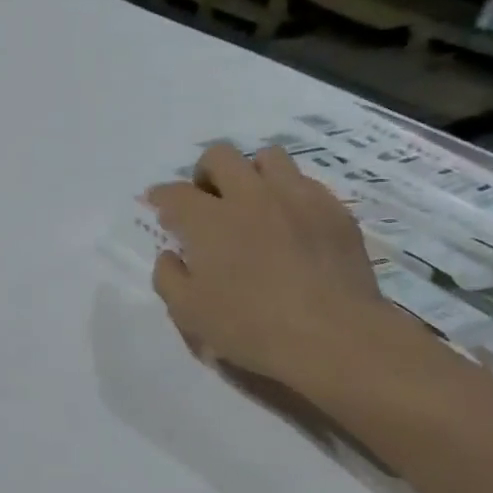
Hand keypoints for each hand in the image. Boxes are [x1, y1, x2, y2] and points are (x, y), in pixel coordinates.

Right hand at [146, 142, 410, 384]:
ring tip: (253, 202)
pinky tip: (291, 222)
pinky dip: (290, 194)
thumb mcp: (190, 313)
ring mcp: (296, 197)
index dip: (161, 196)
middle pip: (220, 156)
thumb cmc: (252, 327)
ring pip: (268, 157)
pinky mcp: (334, 210)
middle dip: (205, 172)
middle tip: (207, 200)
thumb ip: (169, 278)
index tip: (158, 204)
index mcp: (209, 220)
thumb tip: (170, 254)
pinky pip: (306, 183)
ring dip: (252, 173)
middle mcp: (250, 196)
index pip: (175, 193)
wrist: (335, 336)